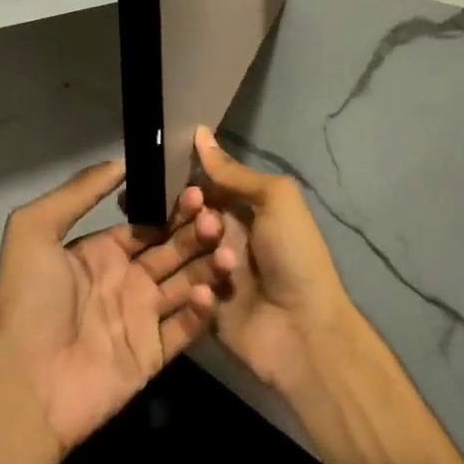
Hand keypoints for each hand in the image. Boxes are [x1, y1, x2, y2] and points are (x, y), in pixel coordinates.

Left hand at [0, 158, 232, 453]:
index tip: (199, 190)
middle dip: (196, 232)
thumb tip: (121, 161)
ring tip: (225, 250)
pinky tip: (204, 292)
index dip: (173, 208)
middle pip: (173, 249)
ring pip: (187, 283)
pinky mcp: (155, 354)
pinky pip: (186, 327)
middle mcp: (127, 280)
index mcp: (103, 252)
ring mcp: (143, 318)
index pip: (149, 224)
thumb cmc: (31, 302)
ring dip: (207, 266)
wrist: (28, 384)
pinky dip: (200, 310)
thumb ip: (77, 192)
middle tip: (216, 219)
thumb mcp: (35, 231)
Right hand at [192, 127, 355, 394]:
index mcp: (244, 211)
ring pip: (179, 252)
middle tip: (193, 220)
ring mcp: (209, 274)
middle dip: (182, 214)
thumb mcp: (275, 200)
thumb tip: (199, 133)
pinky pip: (179, 287)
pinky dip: (186, 283)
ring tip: (212, 254)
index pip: (203, 188)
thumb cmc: (294, 256)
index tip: (159, 172)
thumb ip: (234, 173)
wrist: (303, 330)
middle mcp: (224, 238)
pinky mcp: (198, 306)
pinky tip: (199, 285)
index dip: (184, 180)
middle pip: (186, 219)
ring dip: (189, 248)